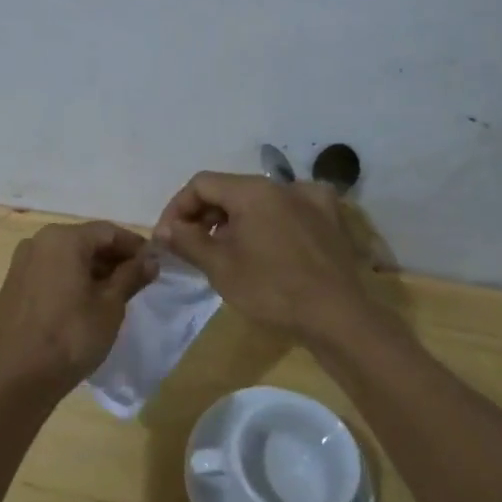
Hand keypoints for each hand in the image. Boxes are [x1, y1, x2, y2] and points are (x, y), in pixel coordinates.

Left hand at [0, 221, 157, 393]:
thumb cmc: (74, 334)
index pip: (108, 232)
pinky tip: (82, 302)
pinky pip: (47, 274)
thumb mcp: (111, 304)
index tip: (153, 262)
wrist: (23, 375)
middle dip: (112, 257)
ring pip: (64, 257)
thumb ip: (131, 275)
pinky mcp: (12, 287)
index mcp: (63, 238)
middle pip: (84, 241)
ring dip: (90, 269)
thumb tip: (150, 260)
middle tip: (136, 278)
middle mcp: (37, 242)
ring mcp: (20, 264)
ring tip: (113, 292)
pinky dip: (67, 280)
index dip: (134, 245)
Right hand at [152, 172, 374, 340]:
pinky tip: (267, 244)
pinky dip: (270, 223)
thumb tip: (164, 229)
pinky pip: (289, 211)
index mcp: (253, 189)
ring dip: (235, 220)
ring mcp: (312, 199)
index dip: (178, 207)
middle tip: (191, 246)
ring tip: (225, 251)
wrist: (337, 317)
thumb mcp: (220, 267)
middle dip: (205, 215)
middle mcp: (283, 184)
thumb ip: (187, 241)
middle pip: (231, 189)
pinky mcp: (330, 220)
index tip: (168, 237)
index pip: (202, 184)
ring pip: (260, 200)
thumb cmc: (271, 289)